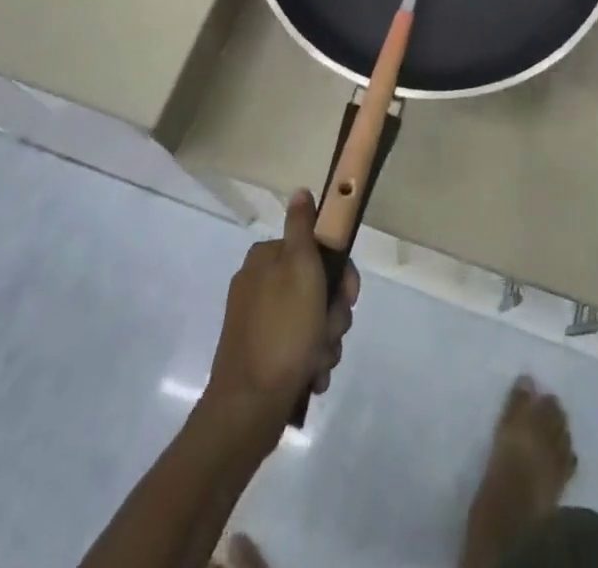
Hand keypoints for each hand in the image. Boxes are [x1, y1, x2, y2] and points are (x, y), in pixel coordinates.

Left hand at [204, 189, 359, 440]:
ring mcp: (258, 321)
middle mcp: (259, 284)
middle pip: (317, 288)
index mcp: (266, 258)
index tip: (347, 296)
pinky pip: (298, 349)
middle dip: (332, 314)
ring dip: (325, 341)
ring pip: (312, 321)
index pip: (317, 250)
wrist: (249, 407)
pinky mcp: (261, 354)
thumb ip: (302, 228)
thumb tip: (300, 191)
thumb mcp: (300, 268)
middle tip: (330, 333)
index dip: (341, 274)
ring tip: (318, 362)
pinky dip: (310, 361)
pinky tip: (311, 376)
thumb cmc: (283, 331)